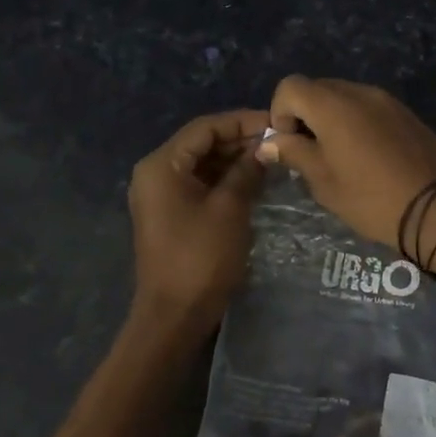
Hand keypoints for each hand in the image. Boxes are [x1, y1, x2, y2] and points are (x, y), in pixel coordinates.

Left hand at [128, 108, 270, 336]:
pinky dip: (226, 179)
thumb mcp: (230, 208)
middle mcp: (155, 173)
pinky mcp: (172, 213)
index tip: (276, 122)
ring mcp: (162, 195)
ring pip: (203, 163)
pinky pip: (201, 183)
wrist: (174, 315)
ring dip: (235, 159)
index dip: (242, 121)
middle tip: (279, 141)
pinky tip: (255, 179)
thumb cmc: (201, 257)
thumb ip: (247, 171)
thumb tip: (266, 148)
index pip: (205, 128)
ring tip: (273, 157)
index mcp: (161, 166)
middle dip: (240, 140)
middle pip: (202, 143)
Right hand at [256, 77, 435, 249]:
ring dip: (331, 120)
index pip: (290, 86)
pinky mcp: (406, 113)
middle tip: (310, 154)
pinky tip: (366, 157)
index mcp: (333, 105)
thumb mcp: (324, 182)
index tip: (289, 145)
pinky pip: (369, 108)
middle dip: (305, 116)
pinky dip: (356, 123)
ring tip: (339, 158)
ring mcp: (387, 100)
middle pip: (317, 89)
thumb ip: (294, 153)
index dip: (280, 112)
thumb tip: (269, 142)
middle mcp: (359, 92)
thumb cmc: (371, 198)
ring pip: (345, 98)